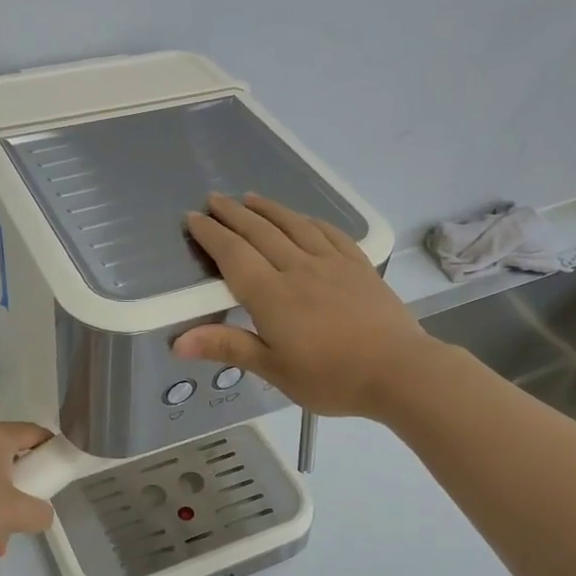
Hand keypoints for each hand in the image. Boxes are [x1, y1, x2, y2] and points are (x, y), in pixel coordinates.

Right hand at [175, 193, 435, 417]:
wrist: (398, 370)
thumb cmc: (330, 377)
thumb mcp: (274, 369)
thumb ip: (228, 347)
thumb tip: (177, 341)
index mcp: (271, 295)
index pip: (233, 255)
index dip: (211, 235)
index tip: (194, 218)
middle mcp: (297, 269)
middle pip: (260, 232)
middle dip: (234, 214)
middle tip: (214, 199)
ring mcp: (331, 263)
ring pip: (293, 225)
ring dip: (269, 209)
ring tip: (251, 198)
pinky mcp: (359, 266)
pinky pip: (329, 233)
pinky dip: (310, 220)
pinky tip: (303, 218)